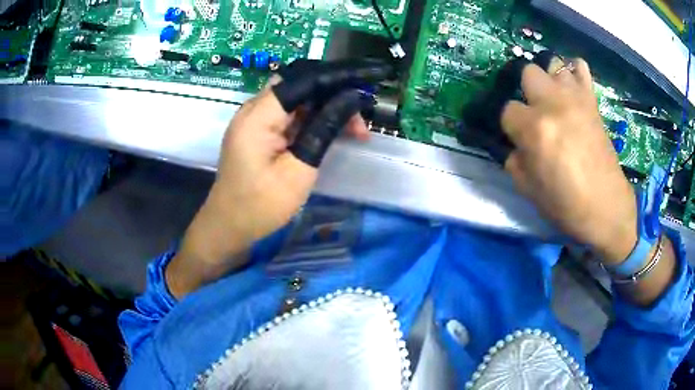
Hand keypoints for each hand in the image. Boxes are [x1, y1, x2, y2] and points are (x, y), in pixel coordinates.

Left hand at [167, 60, 392, 297]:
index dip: (341, 75)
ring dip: (329, 108)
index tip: (373, 75)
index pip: (306, 79)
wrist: (228, 227)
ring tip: (357, 131)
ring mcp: (256, 119)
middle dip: (337, 93)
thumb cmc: (261, 206)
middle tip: (364, 116)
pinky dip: (316, 119)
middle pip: (302, 84)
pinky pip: (292, 114)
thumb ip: (324, 129)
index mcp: (259, 115)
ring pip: (300, 98)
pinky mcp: (260, 130)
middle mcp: (255, 108)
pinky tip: (336, 131)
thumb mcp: (299, 170)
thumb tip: (352, 98)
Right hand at [500, 59, 637, 263]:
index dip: (511, 125)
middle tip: (535, 113)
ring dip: (549, 80)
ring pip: (553, 65)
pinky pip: (581, 68)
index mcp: (535, 129)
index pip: (507, 110)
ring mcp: (575, 99)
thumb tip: (516, 145)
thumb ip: (515, 160)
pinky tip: (571, 85)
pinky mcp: (592, 101)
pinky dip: (574, 71)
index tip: (518, 138)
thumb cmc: (566, 205)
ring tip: (553, 99)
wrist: (606, 208)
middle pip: (528, 73)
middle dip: (527, 91)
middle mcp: (554, 104)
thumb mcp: (528, 190)